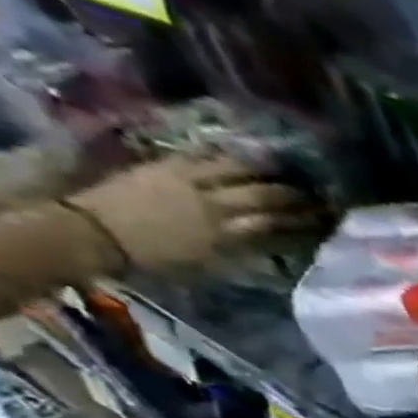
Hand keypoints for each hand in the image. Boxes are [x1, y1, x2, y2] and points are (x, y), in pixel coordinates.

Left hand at [66, 153, 327, 271]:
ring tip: (287, 169)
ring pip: (238, 172)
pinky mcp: (166, 167)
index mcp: (226, 236)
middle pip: (264, 197)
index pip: (276, 226)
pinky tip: (242, 153)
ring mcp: (189, 183)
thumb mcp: (207, 264)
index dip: (303, 223)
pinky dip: (225, 154)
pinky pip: (202, 156)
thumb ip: (240, 251)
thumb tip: (271, 243)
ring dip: (265, 171)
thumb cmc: (153, 259)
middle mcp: (214, 207)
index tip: (325, 221)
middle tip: (317, 195)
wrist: (92, 234)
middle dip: (294, 196)